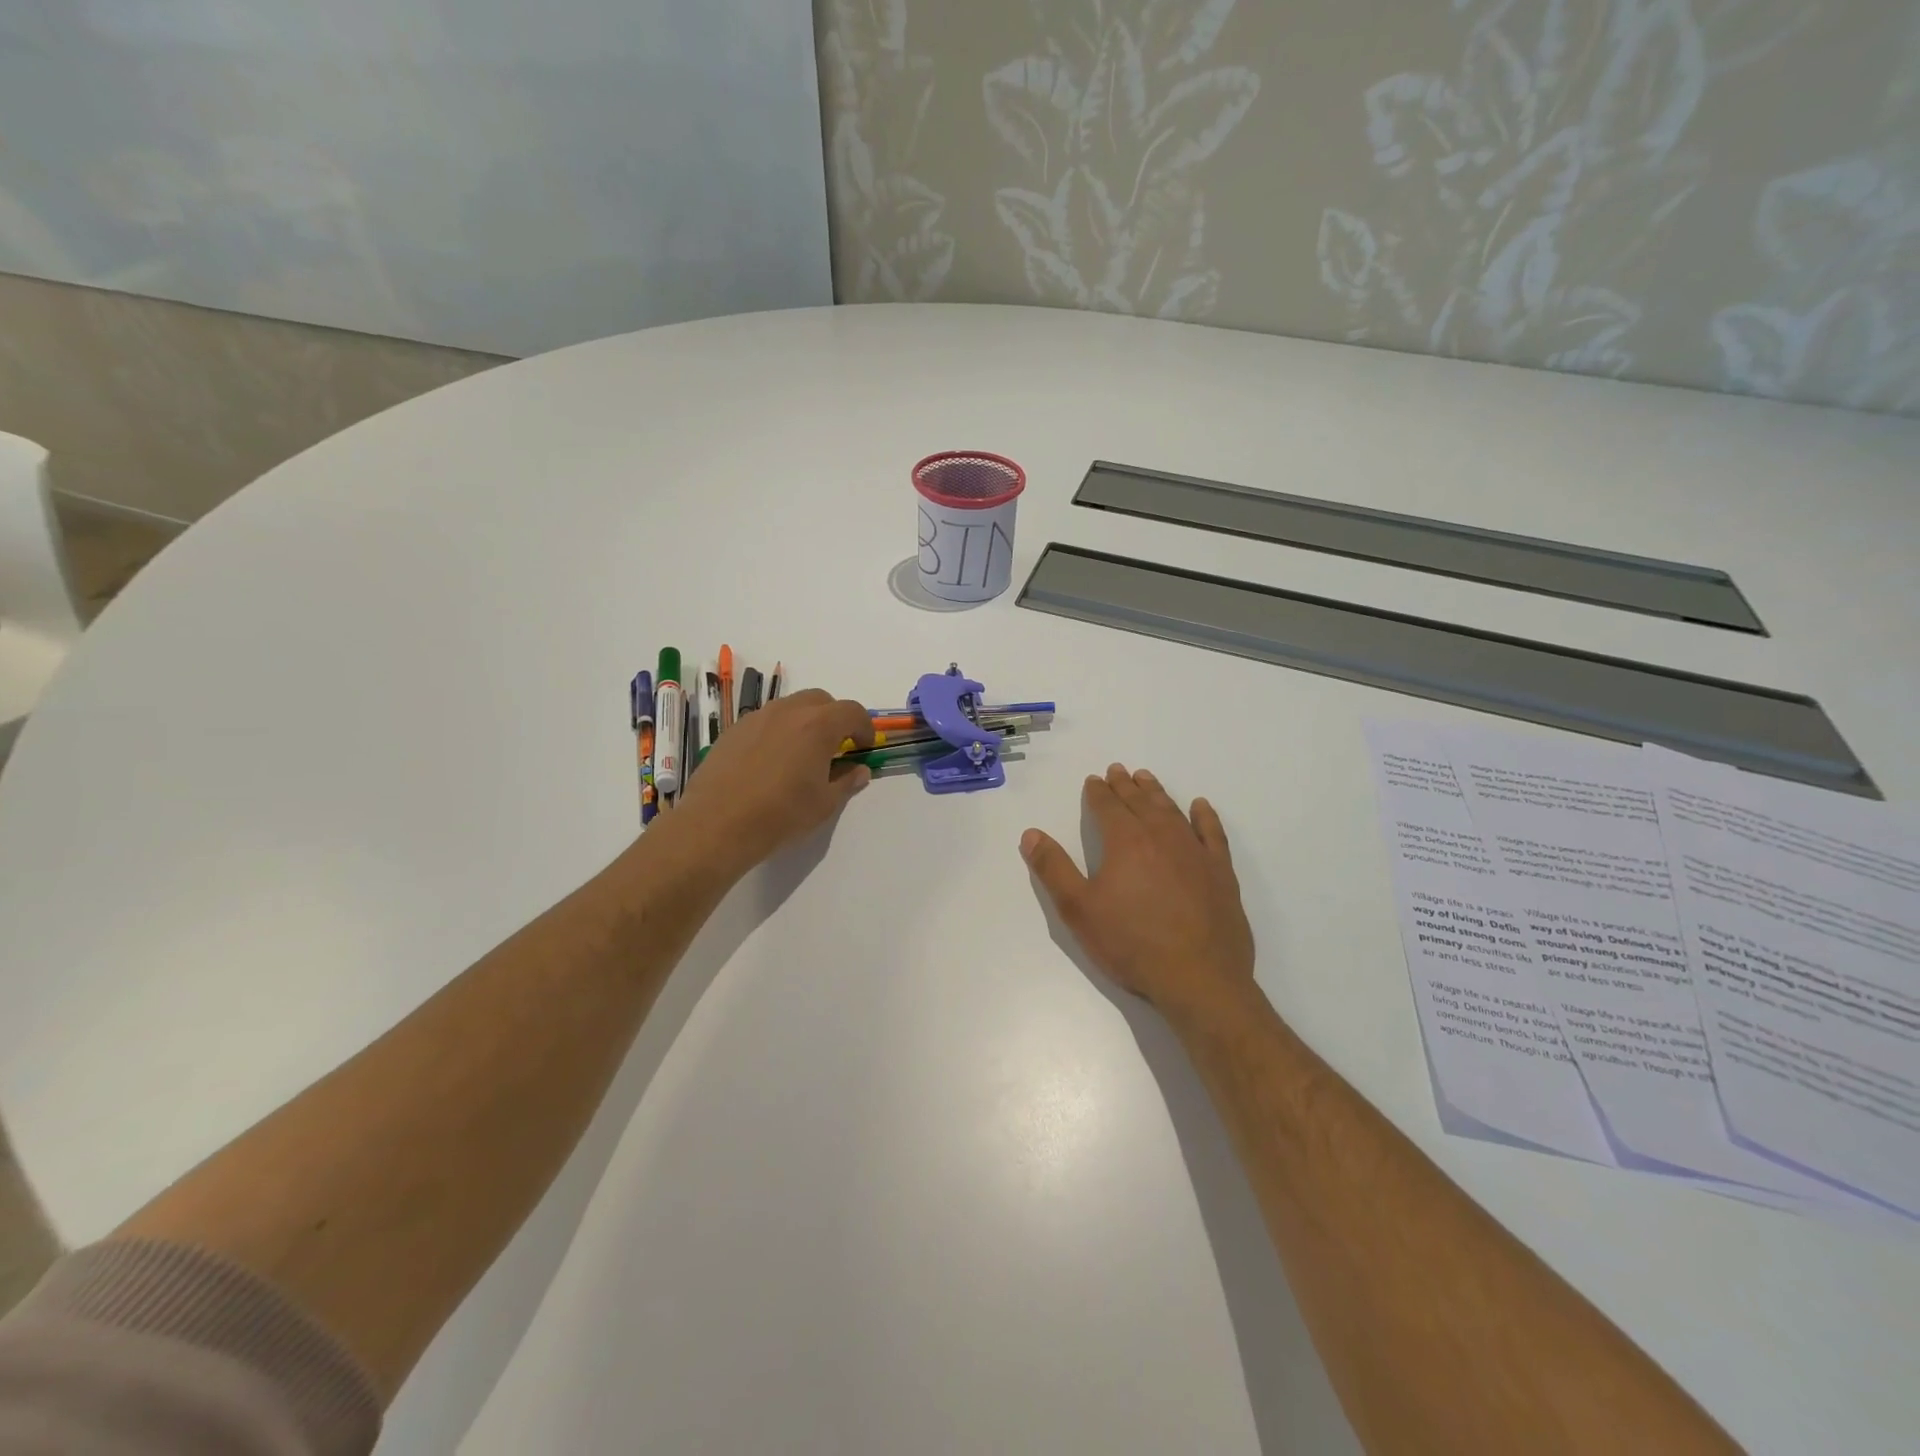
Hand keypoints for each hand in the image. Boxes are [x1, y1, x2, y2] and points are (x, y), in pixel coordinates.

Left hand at [672, 689, 873, 875]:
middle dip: (834, 718)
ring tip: (801, 755)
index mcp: (818, 725)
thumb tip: (859, 770)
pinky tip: (771, 762)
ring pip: (790, 707)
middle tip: (835, 747)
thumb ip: (846, 782)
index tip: (864, 747)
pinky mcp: (733, 730)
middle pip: (820, 700)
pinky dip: (777, 731)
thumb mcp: (824, 804)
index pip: (852, 711)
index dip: (864, 727)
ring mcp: (757, 718)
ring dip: (804, 722)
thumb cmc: (781, 814)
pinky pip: (765, 721)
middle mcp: (788, 712)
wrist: (717, 824)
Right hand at [1022, 764, 1255, 1025]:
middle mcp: (1161, 836)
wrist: (1198, 978)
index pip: (1107, 806)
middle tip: (1118, 770)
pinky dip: (1205, 816)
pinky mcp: (1221, 872)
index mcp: (1125, 841)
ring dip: (1157, 793)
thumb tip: (1031, 834)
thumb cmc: (1131, 944)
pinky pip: (1212, 833)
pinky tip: (1200, 807)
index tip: (1093, 781)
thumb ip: (1053, 868)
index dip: (1097, 792)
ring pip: (1172, 811)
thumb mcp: (1079, 910)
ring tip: (1147, 779)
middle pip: (1139, 802)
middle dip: (1125, 785)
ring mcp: (1195, 852)